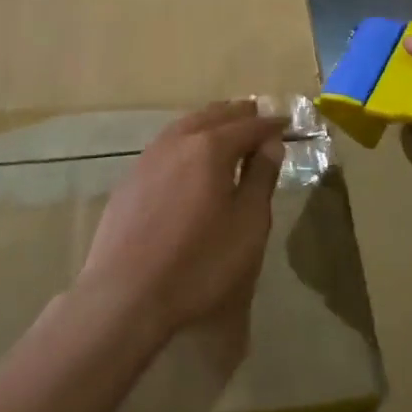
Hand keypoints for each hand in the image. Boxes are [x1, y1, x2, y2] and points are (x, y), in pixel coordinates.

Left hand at [76, 100, 285, 338]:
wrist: (125, 296)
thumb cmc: (199, 263)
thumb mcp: (247, 225)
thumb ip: (261, 178)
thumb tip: (271, 143)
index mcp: (211, 147)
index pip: (249, 125)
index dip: (270, 125)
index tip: (286, 124)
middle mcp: (179, 140)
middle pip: (215, 115)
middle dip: (240, 115)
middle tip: (259, 119)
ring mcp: (149, 157)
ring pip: (187, 124)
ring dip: (211, 122)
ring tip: (227, 130)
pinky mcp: (131, 178)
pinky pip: (167, 144)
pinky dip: (187, 139)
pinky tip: (190, 157)